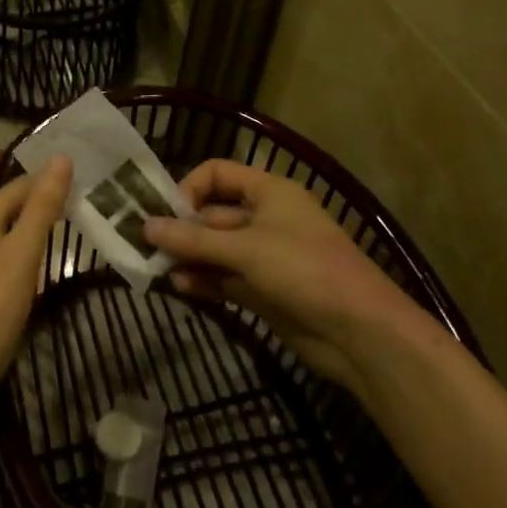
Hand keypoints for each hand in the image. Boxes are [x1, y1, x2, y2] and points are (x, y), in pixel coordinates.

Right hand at [143, 160, 430, 393]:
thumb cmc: (305, 270)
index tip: (166, 214)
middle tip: (146, 246)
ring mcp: (265, 257)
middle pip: (212, 214)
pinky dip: (203, 280)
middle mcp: (266, 218)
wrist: (361, 333)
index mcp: (269, 192)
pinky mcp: (264, 291)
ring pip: (215, 249)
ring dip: (188, 257)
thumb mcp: (245, 249)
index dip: (189, 189)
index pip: (217, 174)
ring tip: (157, 270)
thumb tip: (145, 226)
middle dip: (181, 229)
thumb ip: (193, 238)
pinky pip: (224, 278)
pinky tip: (180, 287)